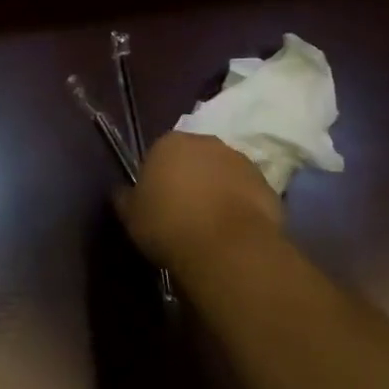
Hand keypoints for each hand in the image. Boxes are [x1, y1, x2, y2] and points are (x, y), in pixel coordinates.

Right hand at [117, 131, 282, 277]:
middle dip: (190, 179)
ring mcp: (239, 161)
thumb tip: (122, 192)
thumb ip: (125, 199)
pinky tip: (233, 232)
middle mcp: (205, 142)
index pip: (159, 154)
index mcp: (168, 142)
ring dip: (217, 191)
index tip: (158, 204)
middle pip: (194, 159)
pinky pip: (246, 193)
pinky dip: (240, 207)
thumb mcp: (132, 216)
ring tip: (212, 226)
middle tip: (184, 213)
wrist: (227, 247)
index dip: (158, 179)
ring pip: (222, 174)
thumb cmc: (169, 224)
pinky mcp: (266, 184)